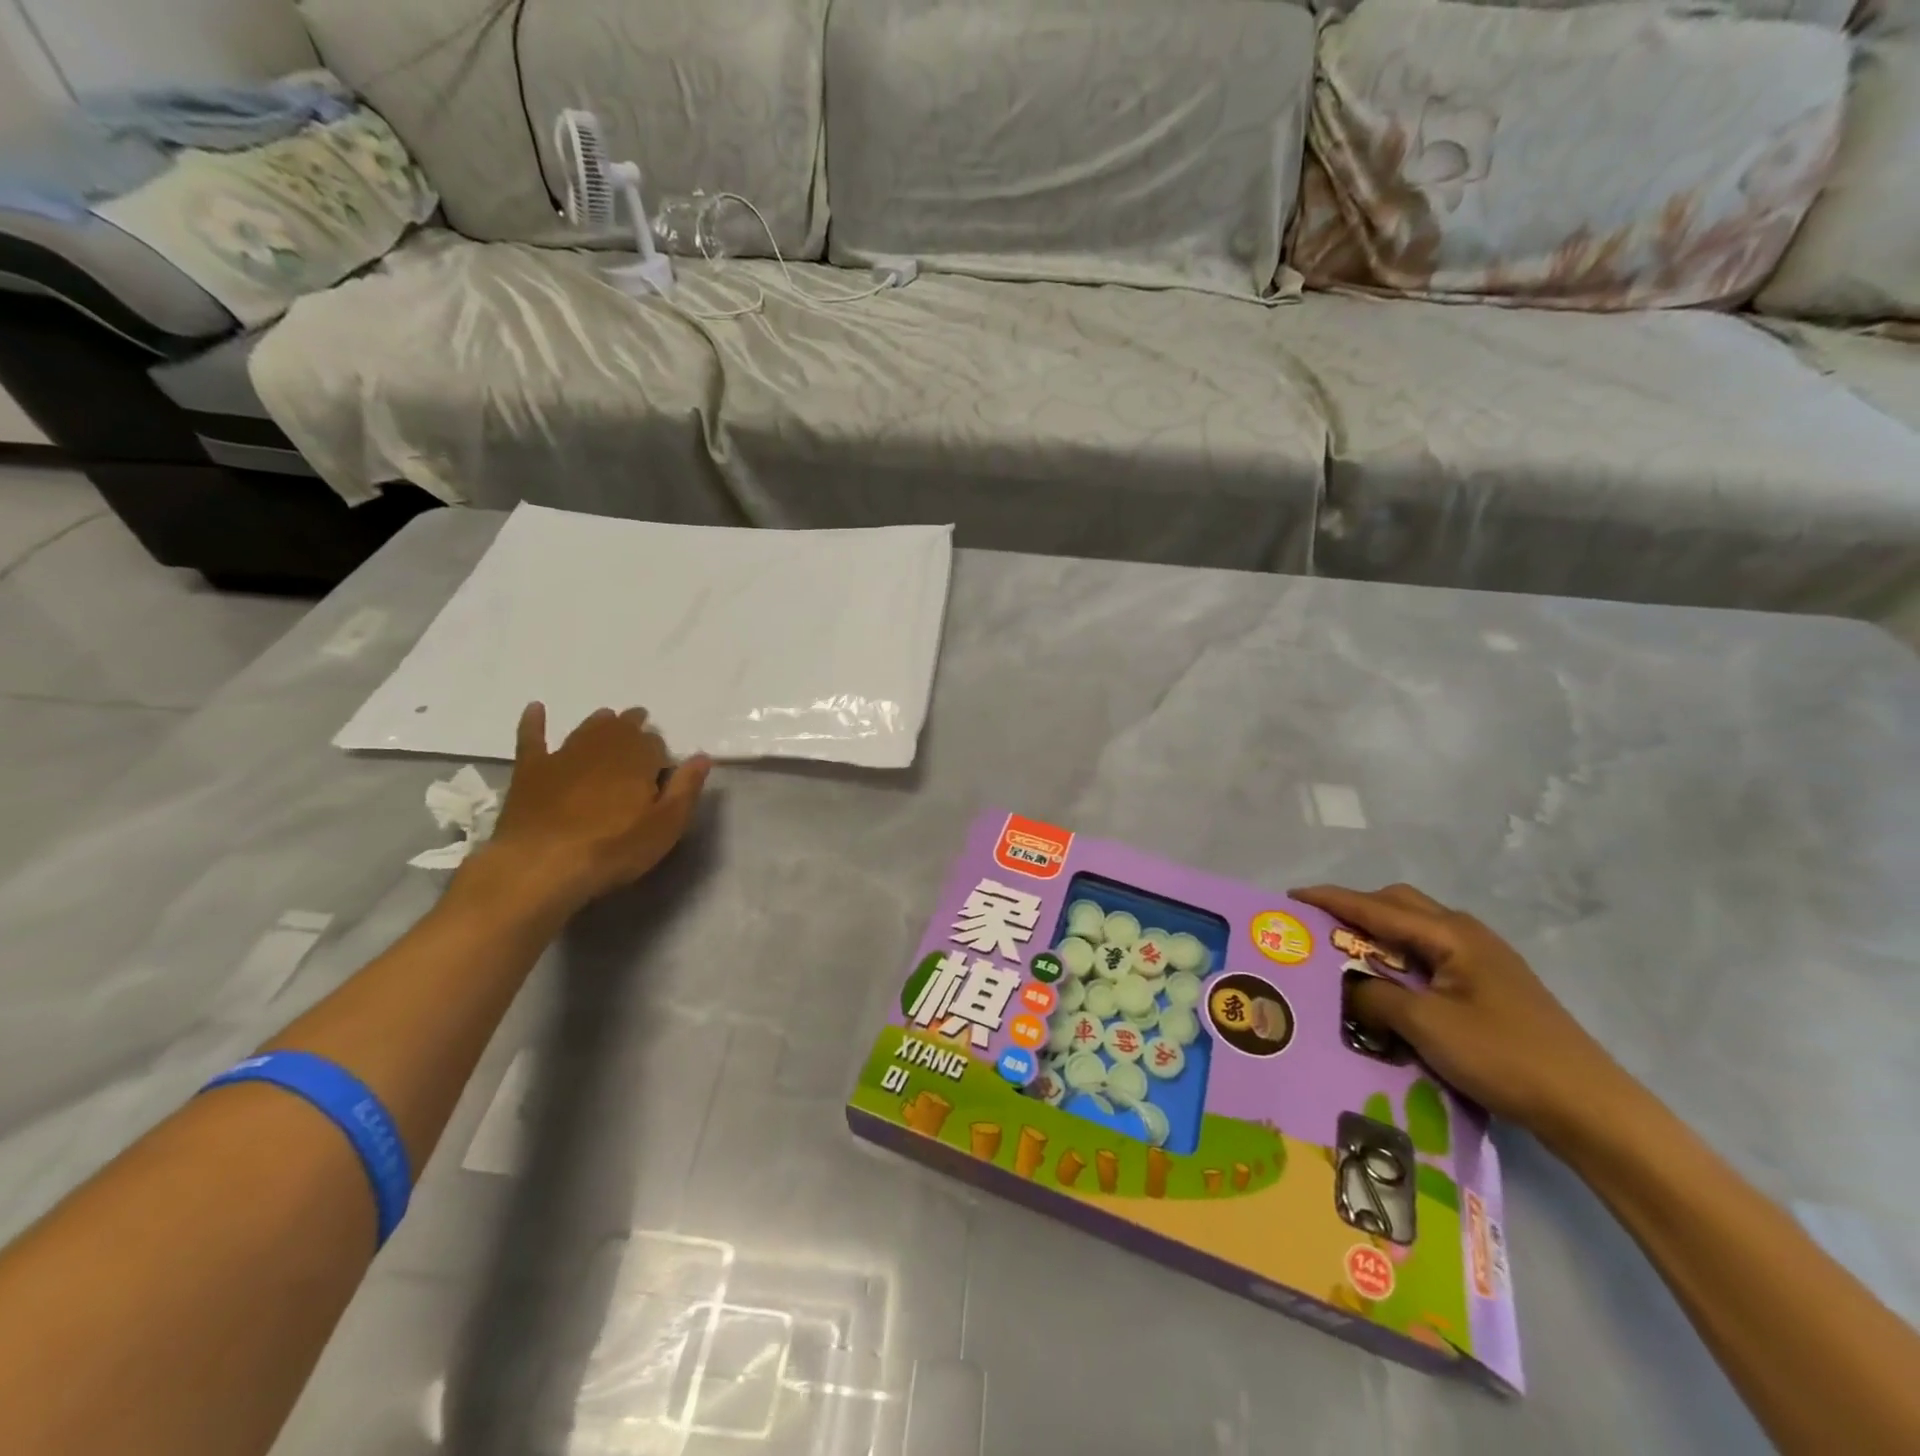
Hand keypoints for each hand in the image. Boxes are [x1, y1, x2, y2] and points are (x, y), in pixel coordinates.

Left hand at [476, 703, 711, 913]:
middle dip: (633, 726)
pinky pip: (532, 738)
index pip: (655, 742)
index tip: (662, 766)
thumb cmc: (614, 848)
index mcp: (638, 758)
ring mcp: (564, 756)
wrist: (541, 864)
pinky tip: (535, 708)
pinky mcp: (531, 771)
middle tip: (640, 729)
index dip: (660, 752)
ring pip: (587, 729)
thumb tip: (702, 756)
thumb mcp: (665, 826)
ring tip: (608, 718)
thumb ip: (686, 788)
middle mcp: (603, 747)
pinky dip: (534, 722)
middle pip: (622, 728)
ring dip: (600, 722)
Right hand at [1292, 883, 1622, 1137]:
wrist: (1590, 1107)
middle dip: (1355, 909)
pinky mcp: (1490, 986)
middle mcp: (1466, 934)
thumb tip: (1347, 985)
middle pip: (1398, 906)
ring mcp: (1483, 959)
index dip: (1330, 900)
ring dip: (1379, 933)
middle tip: (1319, 927)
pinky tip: (1390, 983)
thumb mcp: (1426, 1025)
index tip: (1291, 897)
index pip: (1375, 907)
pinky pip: (1431, 954)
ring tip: (1346, 954)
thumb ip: (1375, 996)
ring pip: (1416, 930)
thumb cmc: (1504, 1056)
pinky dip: (1400, 957)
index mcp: (1450, 934)